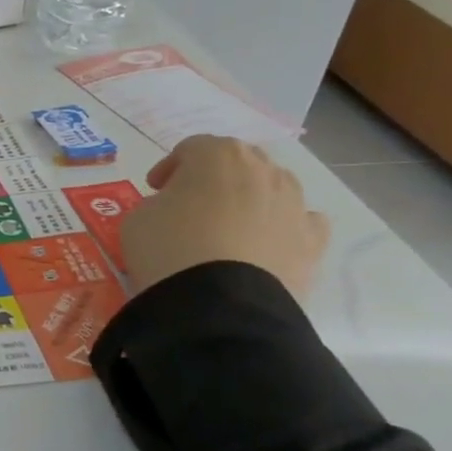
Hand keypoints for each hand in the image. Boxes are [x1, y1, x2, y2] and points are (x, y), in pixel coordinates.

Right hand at [120, 135, 330, 299]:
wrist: (217, 302)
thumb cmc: (168, 248)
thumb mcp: (138, 217)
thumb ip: (158, 203)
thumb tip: (174, 210)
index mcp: (217, 155)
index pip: (191, 148)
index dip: (170, 167)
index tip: (155, 189)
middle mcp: (263, 170)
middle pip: (238, 161)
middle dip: (214, 178)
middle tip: (190, 203)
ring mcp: (294, 204)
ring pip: (274, 188)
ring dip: (251, 199)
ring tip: (229, 227)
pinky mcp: (313, 241)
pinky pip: (303, 222)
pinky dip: (285, 227)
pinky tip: (267, 243)